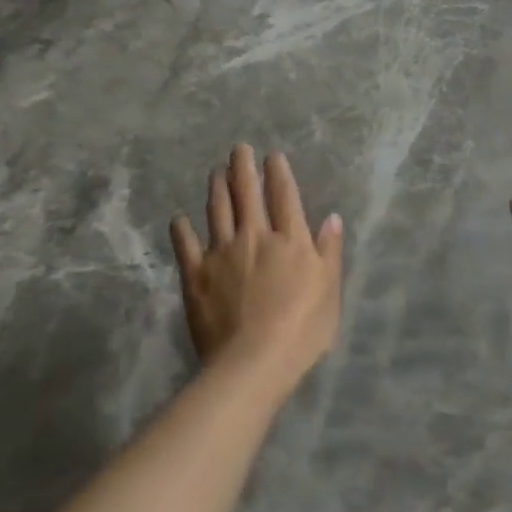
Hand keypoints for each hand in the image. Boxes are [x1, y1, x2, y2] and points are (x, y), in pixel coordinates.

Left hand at [171, 145, 343, 391]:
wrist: (253, 362)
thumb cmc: (301, 331)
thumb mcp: (329, 291)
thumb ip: (329, 252)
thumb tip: (332, 217)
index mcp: (290, 240)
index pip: (284, 196)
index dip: (278, 173)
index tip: (272, 155)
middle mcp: (255, 237)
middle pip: (248, 194)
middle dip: (243, 168)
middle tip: (238, 149)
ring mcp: (222, 253)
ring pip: (218, 211)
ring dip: (217, 188)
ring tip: (215, 172)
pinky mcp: (196, 275)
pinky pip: (186, 246)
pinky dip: (182, 229)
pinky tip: (179, 219)